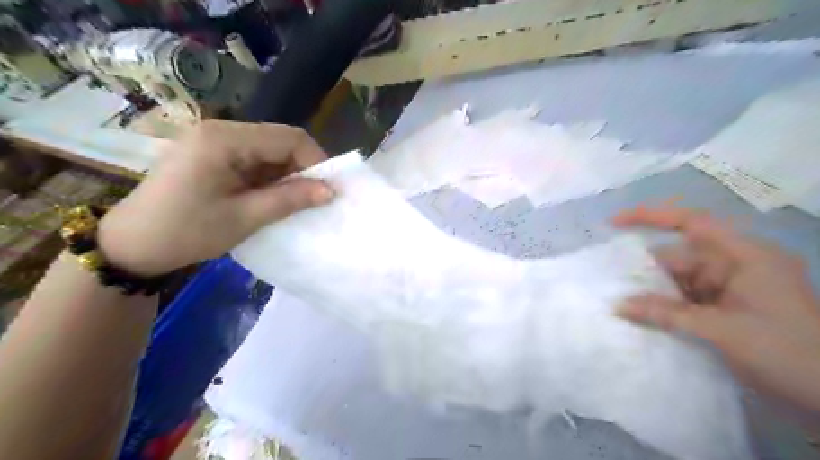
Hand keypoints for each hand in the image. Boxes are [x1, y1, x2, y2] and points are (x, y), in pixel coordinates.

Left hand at [97, 121, 332, 275]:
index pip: (288, 137)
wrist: (131, 246)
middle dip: (303, 169)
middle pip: (279, 140)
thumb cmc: (186, 232)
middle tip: (314, 199)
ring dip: (287, 175)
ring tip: (294, 202)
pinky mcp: (212, 154)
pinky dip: (270, 178)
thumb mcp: (245, 218)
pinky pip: (254, 159)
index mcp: (224, 139)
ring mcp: (214, 141)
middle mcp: (220, 130)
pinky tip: (272, 198)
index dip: (316, 161)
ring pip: (269, 151)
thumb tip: (330, 191)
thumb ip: (290, 199)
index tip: (328, 190)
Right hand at [611, 207, 819, 411]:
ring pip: (679, 280)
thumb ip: (667, 314)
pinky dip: (665, 306)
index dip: (651, 217)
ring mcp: (731, 288)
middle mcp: (736, 265)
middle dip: (645, 268)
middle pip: (679, 256)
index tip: (614, 223)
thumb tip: (617, 306)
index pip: (692, 223)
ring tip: (618, 299)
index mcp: (745, 256)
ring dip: (653, 290)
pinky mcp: (727, 308)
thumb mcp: (723, 331)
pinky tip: (642, 315)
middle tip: (608, 280)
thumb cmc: (790, 354)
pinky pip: (686, 299)